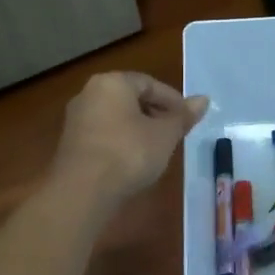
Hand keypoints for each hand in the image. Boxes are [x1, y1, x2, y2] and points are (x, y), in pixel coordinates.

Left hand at [53, 72, 208, 206]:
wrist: (83, 191)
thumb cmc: (129, 153)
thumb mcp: (165, 135)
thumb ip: (183, 116)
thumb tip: (204, 100)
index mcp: (112, 83)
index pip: (149, 83)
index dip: (173, 100)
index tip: (187, 120)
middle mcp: (89, 93)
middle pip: (131, 98)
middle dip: (155, 114)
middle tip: (175, 134)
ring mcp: (76, 119)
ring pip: (116, 117)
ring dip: (139, 129)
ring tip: (158, 149)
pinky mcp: (70, 144)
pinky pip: (104, 134)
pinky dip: (121, 142)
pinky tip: (134, 161)